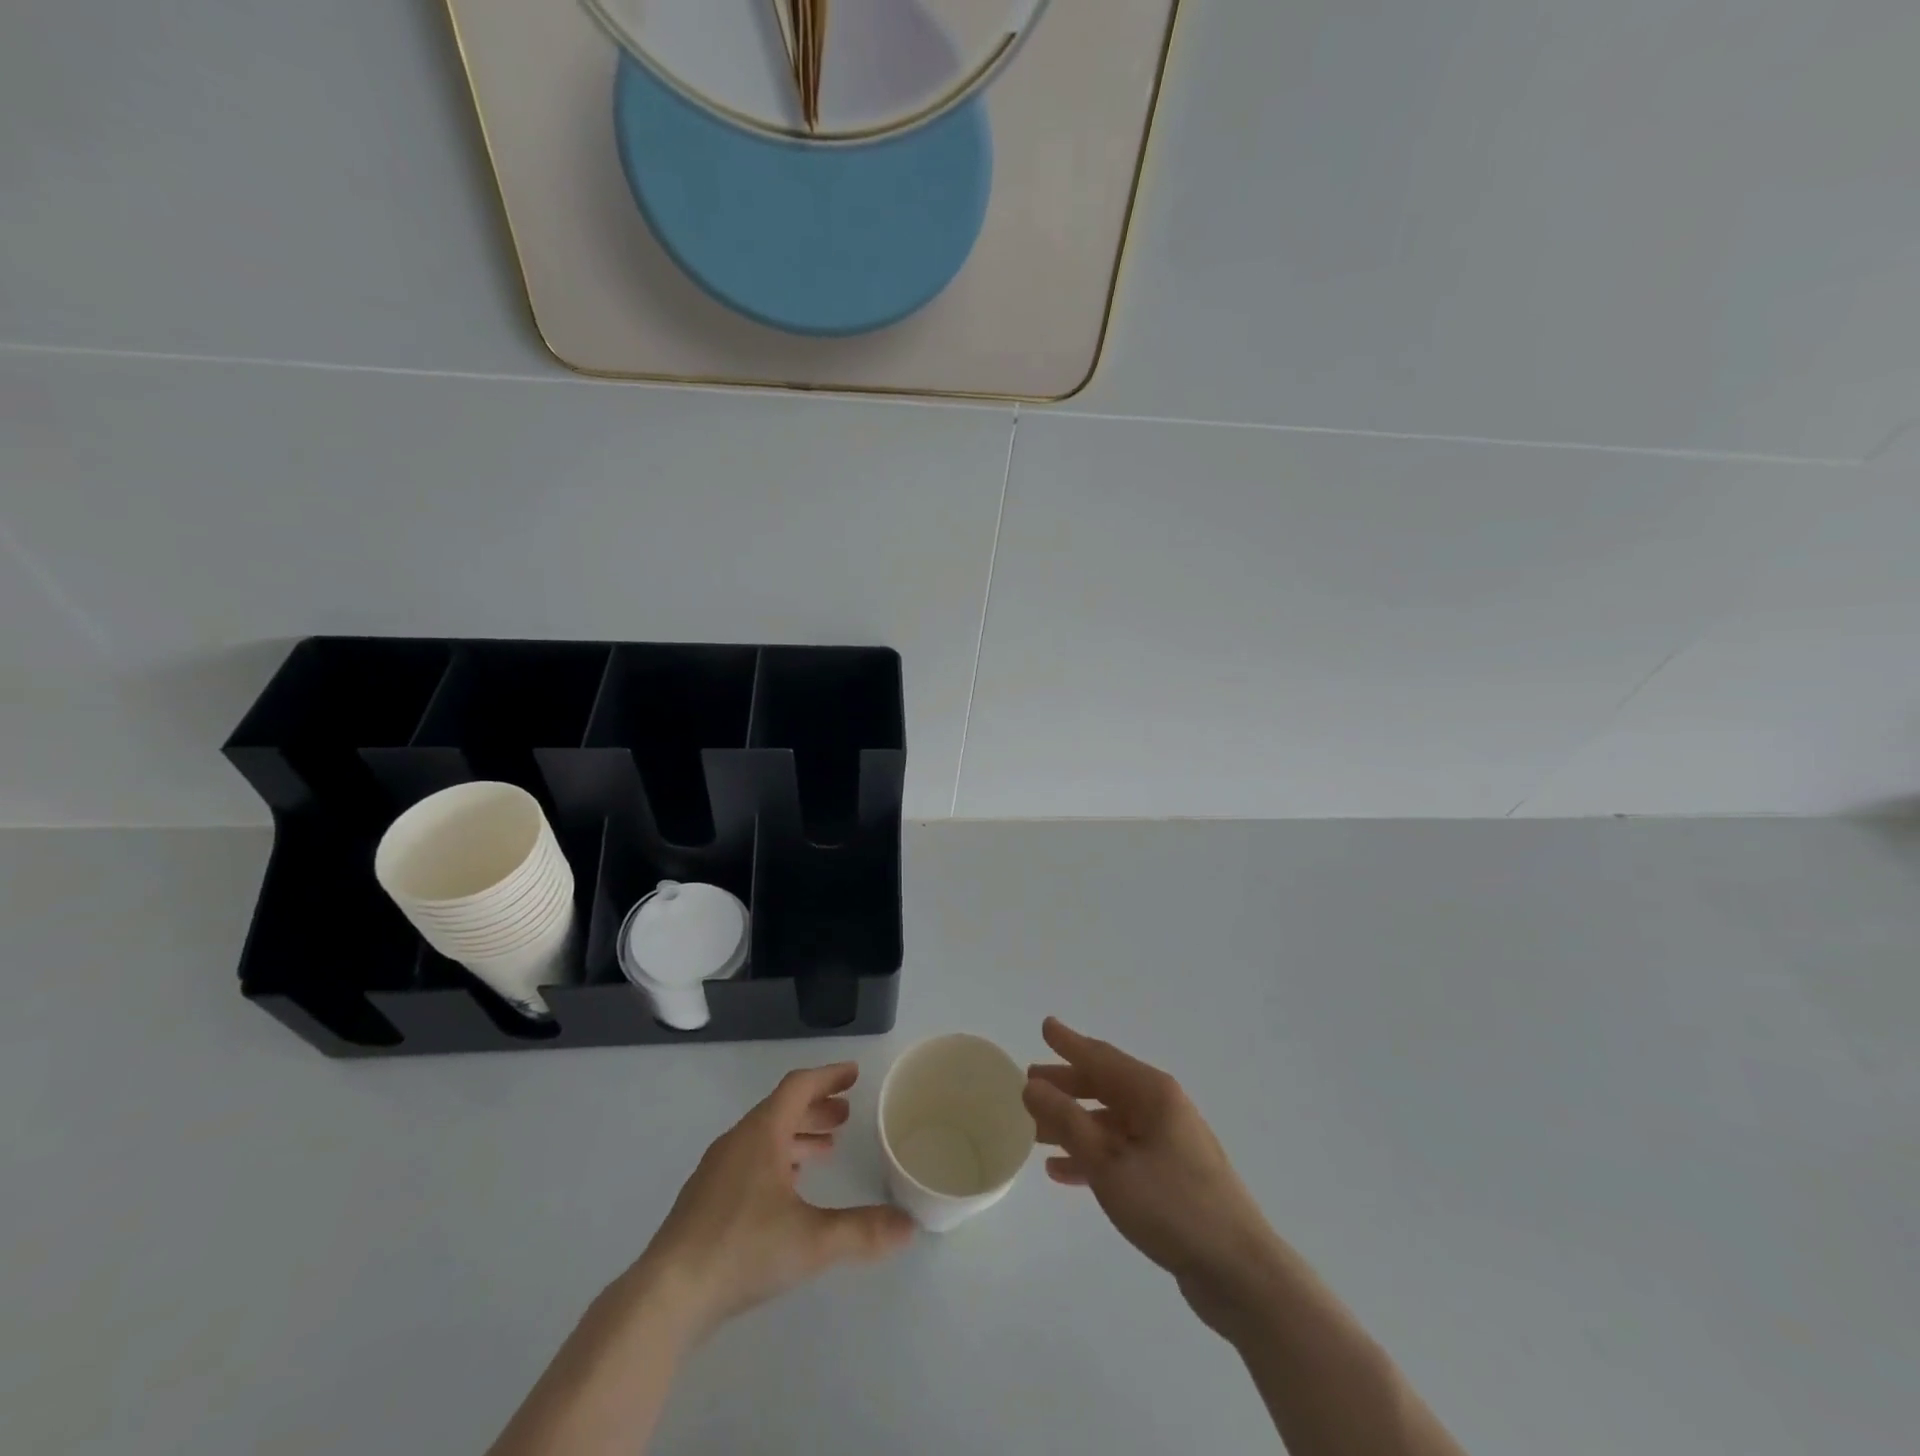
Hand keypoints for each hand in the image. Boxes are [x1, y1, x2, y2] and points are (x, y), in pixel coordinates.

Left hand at [634, 1063, 914, 1341]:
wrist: (666, 1297)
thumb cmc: (742, 1250)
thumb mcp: (812, 1241)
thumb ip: (863, 1231)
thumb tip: (909, 1226)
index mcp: (761, 1133)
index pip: (799, 1086)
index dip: (828, 1077)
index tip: (854, 1074)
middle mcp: (738, 1141)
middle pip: (781, 1109)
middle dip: (816, 1108)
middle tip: (845, 1115)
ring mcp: (717, 1170)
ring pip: (764, 1136)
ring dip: (797, 1135)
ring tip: (825, 1150)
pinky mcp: (705, 1200)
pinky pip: (749, 1160)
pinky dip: (776, 1159)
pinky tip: (787, 1190)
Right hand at [1025, 1018, 1281, 1337]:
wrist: (1238, 1272)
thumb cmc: (1171, 1206)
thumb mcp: (1108, 1163)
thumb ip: (1067, 1121)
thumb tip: (1032, 1086)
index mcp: (1153, 1093)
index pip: (1101, 1057)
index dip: (1070, 1043)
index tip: (1045, 1026)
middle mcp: (1163, 1108)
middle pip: (1106, 1086)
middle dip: (1067, 1084)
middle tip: (1030, 1082)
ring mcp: (1169, 1143)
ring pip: (1111, 1121)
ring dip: (1074, 1123)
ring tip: (1036, 1130)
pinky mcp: (1172, 1177)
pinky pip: (1122, 1153)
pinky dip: (1092, 1155)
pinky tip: (1062, 1172)